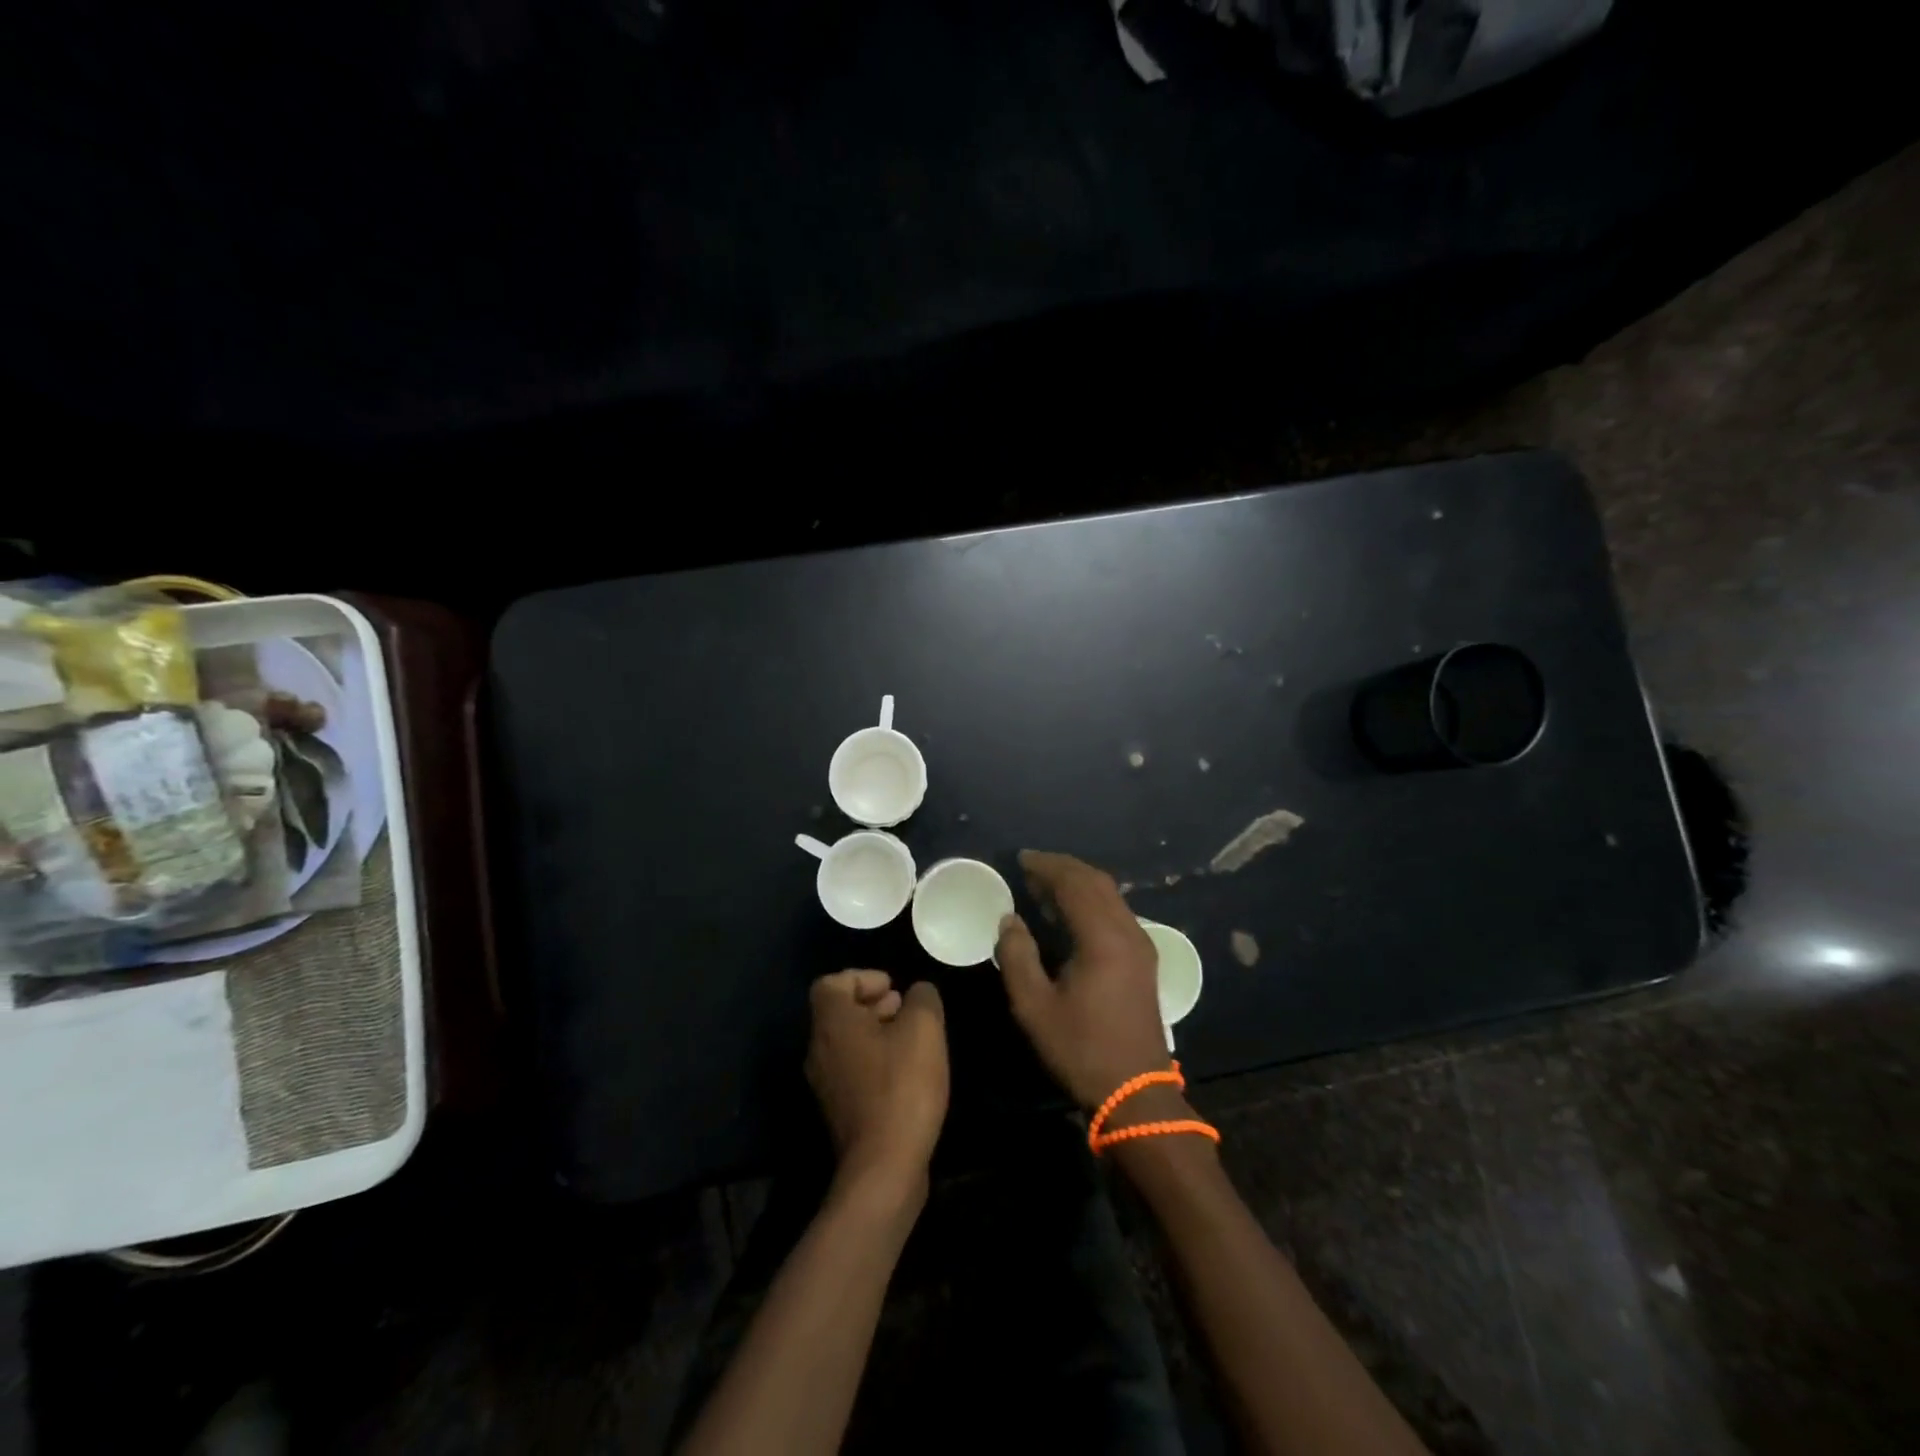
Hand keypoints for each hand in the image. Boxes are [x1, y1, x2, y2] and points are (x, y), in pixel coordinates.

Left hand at [805, 971, 948, 1193]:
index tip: (893, 986)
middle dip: (873, 1003)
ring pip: (846, 1042)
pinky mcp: (839, 1111)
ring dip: (876, 1032)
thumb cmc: (902, 1086)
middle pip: (838, 1012)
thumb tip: (918, 993)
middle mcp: (819, 1050)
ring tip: (911, 1038)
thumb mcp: (924, 1029)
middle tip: (904, 1007)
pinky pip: (853, 1070)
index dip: (862, 977)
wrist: (884, 1166)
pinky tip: (906, 1073)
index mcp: (832, 1023)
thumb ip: (923, 999)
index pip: (831, 983)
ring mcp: (825, 1084)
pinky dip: (875, 1060)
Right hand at [994, 850, 1172, 1110]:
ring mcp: (1141, 944)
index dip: (1046, 866)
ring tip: (1045, 885)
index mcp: (1102, 938)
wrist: (1136, 1091)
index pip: (1074, 884)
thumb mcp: (1034, 1007)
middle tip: (1031, 866)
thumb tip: (1010, 919)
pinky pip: (1117, 912)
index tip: (1020, 859)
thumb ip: (1017, 956)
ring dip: (1078, 883)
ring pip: (1111, 895)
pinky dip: (1092, 900)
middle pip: (1096, 882)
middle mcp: (1127, 931)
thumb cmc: (1081, 1049)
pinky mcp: (1144, 959)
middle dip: (1063, 868)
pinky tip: (1071, 913)